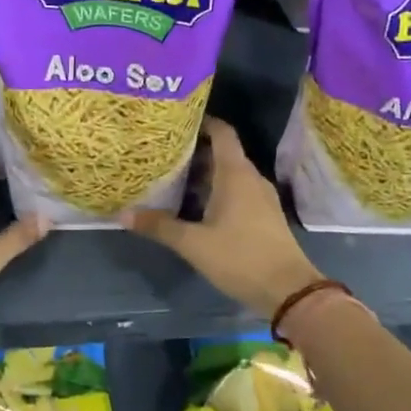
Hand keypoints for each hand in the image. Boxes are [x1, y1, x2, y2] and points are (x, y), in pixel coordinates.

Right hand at [122, 117, 319, 319]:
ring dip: (206, 172)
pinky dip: (218, 189)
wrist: (288, 290)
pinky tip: (197, 204)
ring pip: (231, 173)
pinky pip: (239, 190)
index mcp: (235, 173)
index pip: (222, 132)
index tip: (178, 120)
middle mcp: (250, 177)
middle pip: (223, 152)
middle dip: (196, 149)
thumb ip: (159, 226)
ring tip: (175, 176)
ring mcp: (261, 196)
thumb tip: (122, 215)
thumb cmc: (240, 257)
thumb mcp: (194, 243)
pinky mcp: (265, 214)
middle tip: (165, 151)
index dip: (202, 121)